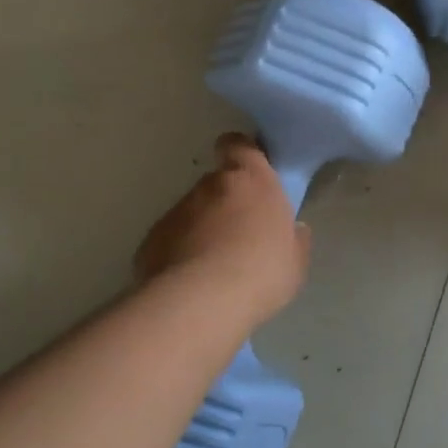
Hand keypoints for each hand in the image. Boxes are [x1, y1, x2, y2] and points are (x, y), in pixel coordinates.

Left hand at [136, 134, 311, 323]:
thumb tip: (293, 230)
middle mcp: (210, 186)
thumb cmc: (262, 272)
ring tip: (215, 267)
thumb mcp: (295, 260)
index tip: (249, 171)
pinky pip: (172, 239)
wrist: (202, 302)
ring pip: (193, 213)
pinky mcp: (152, 239)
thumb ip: (293, 238)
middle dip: (227, 203)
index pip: (239, 145)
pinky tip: (192, 281)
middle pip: (217, 183)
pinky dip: (181, 252)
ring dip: (203, 230)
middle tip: (241, 236)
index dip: (242, 154)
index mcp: (251, 181)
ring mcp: (177, 211)